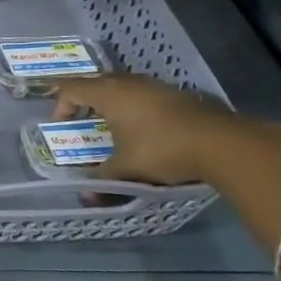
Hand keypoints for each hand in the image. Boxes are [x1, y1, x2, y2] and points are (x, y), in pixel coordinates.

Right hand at [52, 74, 240, 185]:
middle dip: (82, 98)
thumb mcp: (127, 169)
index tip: (60, 122)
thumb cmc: (162, 149)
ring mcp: (152, 85)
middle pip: (95, 82)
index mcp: (108, 94)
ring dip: (108, 100)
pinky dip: (131, 104)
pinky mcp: (173, 93)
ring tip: (108, 122)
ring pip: (120, 85)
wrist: (220, 142)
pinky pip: (140, 92)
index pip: (72, 88)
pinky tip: (140, 125)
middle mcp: (127, 82)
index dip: (60, 103)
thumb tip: (84, 198)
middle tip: (78, 118)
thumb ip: (103, 180)